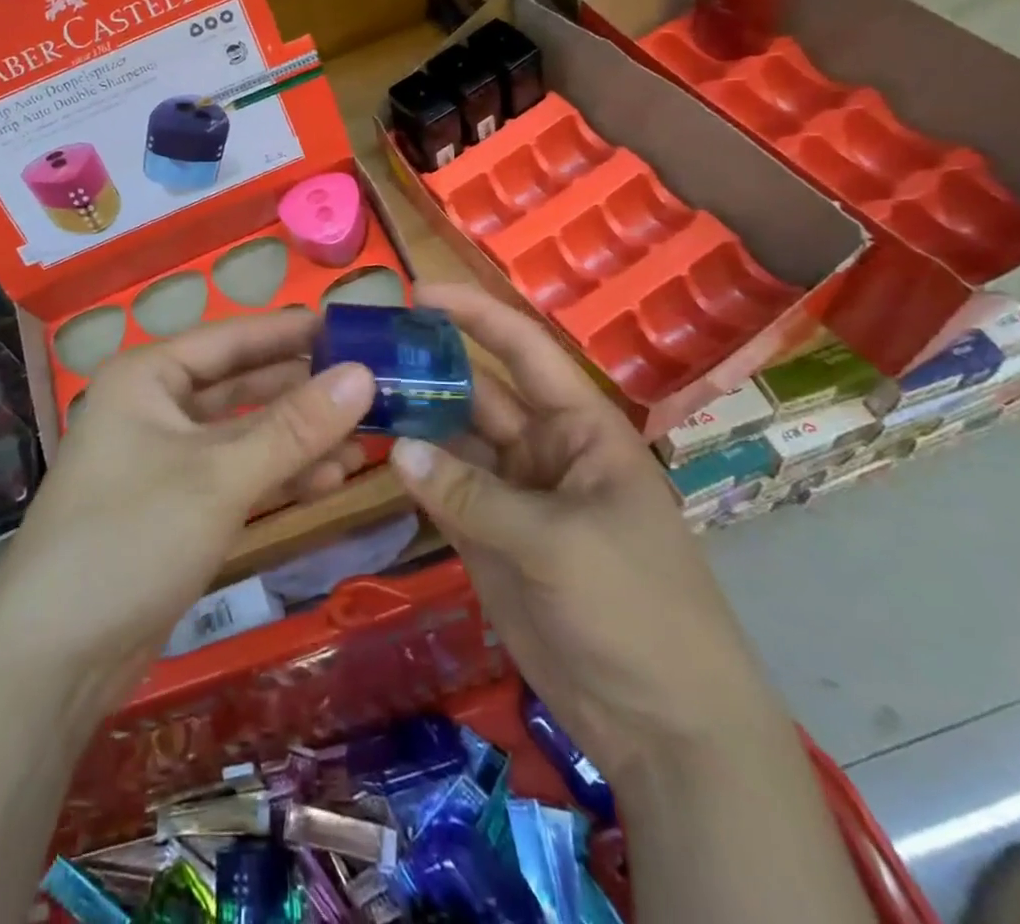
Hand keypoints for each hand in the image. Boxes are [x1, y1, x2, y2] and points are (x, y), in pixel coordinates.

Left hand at [0, 309, 374, 704]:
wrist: (54, 658)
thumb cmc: (131, 537)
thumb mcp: (220, 476)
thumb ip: (294, 427)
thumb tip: (364, 375)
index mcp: (149, 376)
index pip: (233, 338)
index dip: (291, 331)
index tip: (353, 325)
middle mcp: (155, 407)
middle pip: (242, 385)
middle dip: (302, 389)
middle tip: (372, 385)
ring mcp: (166, 460)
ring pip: (244, 434)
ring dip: (299, 437)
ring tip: (365, 438)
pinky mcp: (177, 507)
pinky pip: (238, 475)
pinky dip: (279, 475)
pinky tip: (329, 479)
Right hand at [389, 284, 783, 782]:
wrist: (665, 728)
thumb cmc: (637, 611)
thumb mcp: (559, 544)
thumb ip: (474, 495)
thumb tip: (398, 448)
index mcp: (581, 427)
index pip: (524, 351)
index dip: (475, 316)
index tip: (417, 292)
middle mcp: (542, 449)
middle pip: (478, 392)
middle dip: (428, 366)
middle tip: (364, 347)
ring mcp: (512, 494)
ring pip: (452, 440)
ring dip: (412, 418)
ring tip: (354, 393)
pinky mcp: (487, 537)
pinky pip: (442, 490)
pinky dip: (411, 472)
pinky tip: (370, 451)